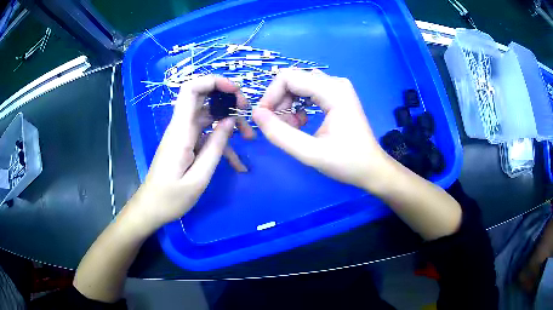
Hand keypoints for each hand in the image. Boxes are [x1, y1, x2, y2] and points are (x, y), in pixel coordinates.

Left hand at [126, 76, 250, 231]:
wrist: (151, 208)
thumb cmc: (171, 198)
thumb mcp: (199, 178)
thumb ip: (215, 147)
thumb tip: (229, 121)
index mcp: (181, 131)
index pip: (191, 90)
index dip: (213, 81)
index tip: (235, 91)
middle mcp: (181, 127)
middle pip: (203, 98)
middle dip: (227, 99)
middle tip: (247, 112)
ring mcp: (183, 135)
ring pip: (209, 117)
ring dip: (230, 124)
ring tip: (250, 139)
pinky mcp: (186, 144)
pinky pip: (207, 136)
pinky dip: (222, 144)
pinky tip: (238, 164)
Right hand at [252, 69, 392, 192]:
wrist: (371, 169)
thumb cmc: (347, 163)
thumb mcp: (311, 153)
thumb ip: (280, 134)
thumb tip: (256, 114)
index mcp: (333, 91)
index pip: (288, 78)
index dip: (270, 96)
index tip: (264, 119)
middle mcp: (335, 83)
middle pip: (293, 80)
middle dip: (279, 102)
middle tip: (279, 126)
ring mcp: (336, 88)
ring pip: (298, 86)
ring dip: (287, 105)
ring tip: (292, 128)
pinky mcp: (336, 96)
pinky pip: (307, 93)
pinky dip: (297, 107)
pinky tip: (301, 124)